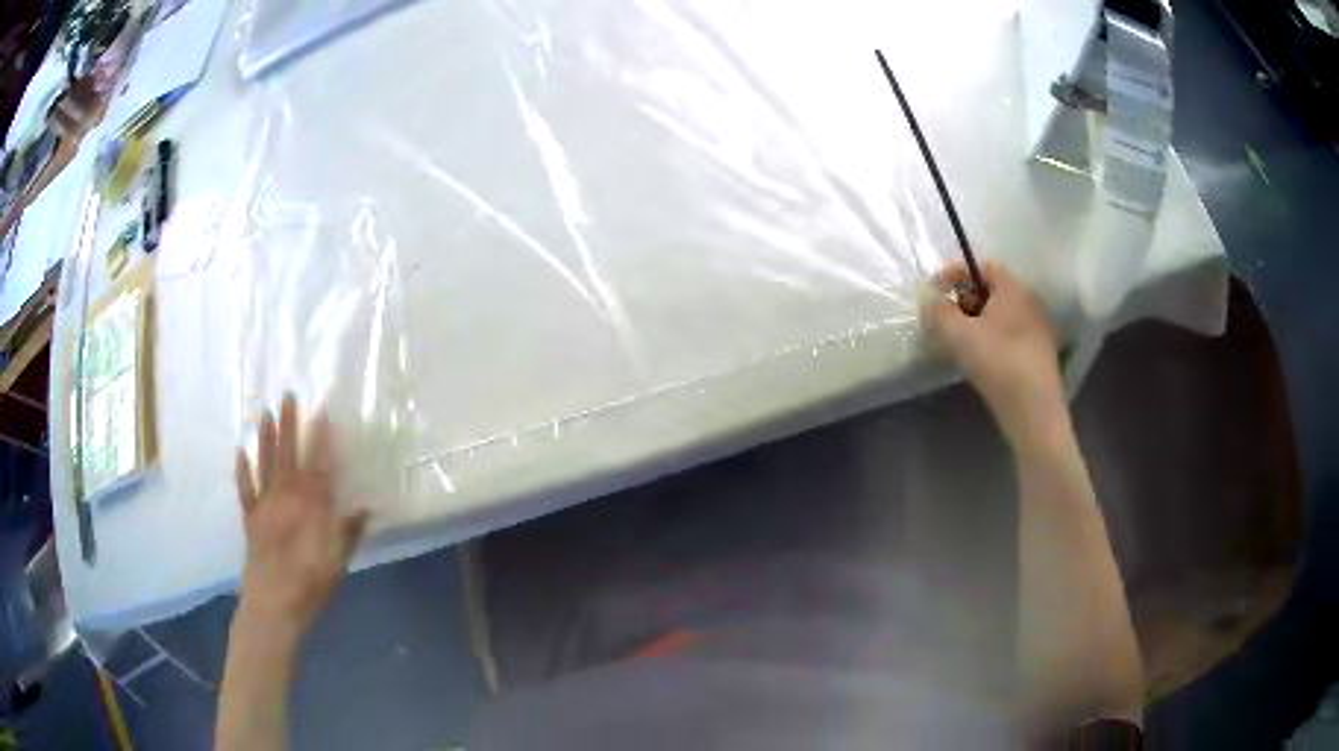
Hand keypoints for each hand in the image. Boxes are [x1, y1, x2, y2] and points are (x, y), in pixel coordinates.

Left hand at [234, 395, 367, 641]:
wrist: (274, 603)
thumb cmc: (310, 584)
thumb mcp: (338, 561)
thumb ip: (349, 531)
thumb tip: (366, 506)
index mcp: (311, 506)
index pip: (318, 464)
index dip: (321, 437)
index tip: (322, 411)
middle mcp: (286, 497)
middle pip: (288, 454)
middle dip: (290, 424)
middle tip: (288, 396)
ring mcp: (265, 505)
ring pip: (265, 464)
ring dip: (266, 438)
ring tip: (266, 412)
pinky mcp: (250, 517)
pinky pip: (245, 488)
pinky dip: (242, 469)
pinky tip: (241, 451)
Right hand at [920, 261, 1065, 446]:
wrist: (1034, 412)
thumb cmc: (999, 363)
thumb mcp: (959, 335)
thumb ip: (939, 312)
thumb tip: (930, 302)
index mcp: (1013, 289)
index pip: (983, 265)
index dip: (955, 272)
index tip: (934, 291)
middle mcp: (1029, 302)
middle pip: (990, 290)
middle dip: (963, 300)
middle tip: (943, 321)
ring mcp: (1036, 329)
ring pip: (999, 315)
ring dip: (975, 323)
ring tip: (956, 344)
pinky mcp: (1037, 354)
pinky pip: (1008, 335)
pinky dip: (989, 339)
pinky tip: (977, 361)